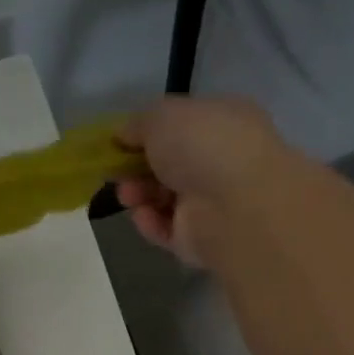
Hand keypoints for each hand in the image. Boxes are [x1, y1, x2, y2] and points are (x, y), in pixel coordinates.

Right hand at [115, 96, 285, 266]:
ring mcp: (214, 202)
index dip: (148, 133)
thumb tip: (122, 135)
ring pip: (165, 198)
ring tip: (128, 195)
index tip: (119, 142)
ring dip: (139, 195)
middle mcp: (222, 160)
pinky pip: (167, 229)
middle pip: (169, 165)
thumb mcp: (161, 116)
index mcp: (223, 121)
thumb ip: (138, 123)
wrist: (236, 205)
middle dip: (137, 168)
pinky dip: (150, 222)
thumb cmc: (202, 145)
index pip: (182, 125)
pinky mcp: (202, 239)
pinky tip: (142, 215)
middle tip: (117, 172)